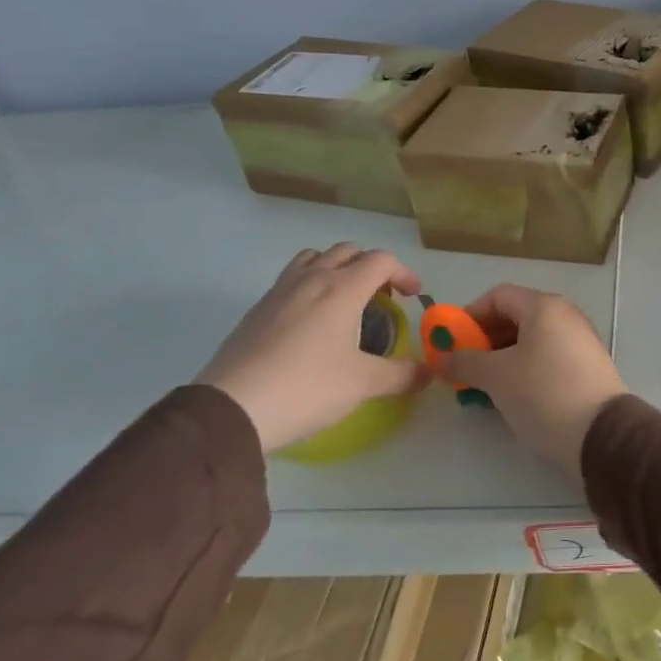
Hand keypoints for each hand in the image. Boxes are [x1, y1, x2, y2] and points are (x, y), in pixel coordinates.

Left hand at [198, 244, 428, 453]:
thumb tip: (428, 374)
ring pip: (314, 258)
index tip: (413, 296)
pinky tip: (310, 322)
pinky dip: (310, 285)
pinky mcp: (256, 310)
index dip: (403, 273)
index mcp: (342, 289)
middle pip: (348, 251)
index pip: (381, 260)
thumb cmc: (307, 388)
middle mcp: (312, 279)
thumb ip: (401, 375)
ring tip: (344, 298)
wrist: (232, 409)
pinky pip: (291, 279)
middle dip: (371, 267)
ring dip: (336, 267)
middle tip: (381, 297)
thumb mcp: (363, 384)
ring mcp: (279, 291)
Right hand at [434, 284, 625, 481]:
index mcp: (545, 307)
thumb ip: (464, 362)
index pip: (498, 296)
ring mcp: (579, 341)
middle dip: (484, 340)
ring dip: (501, 358)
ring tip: (482, 386)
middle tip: (463, 368)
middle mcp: (565, 316)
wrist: (601, 433)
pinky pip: (546, 358)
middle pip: (515, 316)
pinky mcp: (586, 367)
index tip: (451, 343)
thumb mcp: (497, 376)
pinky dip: (524, 369)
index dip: (470, 315)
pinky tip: (510, 395)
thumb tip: (438, 357)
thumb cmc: (544, 392)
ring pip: (530, 340)